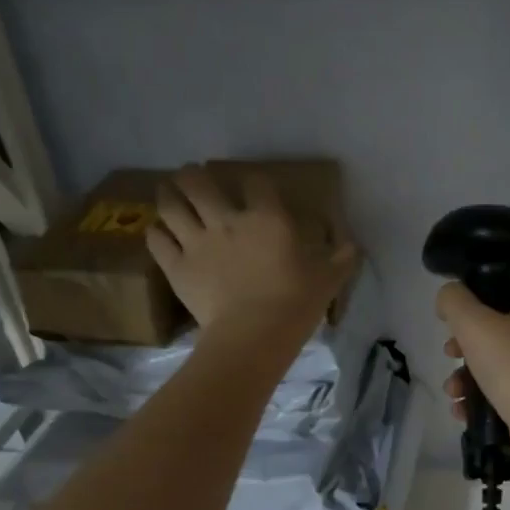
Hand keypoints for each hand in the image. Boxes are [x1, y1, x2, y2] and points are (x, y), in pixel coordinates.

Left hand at [148, 165, 355, 339]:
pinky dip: (156, 232)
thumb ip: (341, 259)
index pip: (256, 182)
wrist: (254, 335)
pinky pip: (157, 239)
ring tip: (168, 191)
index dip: (254, 181)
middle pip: (198, 182)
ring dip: (168, 194)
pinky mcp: (176, 266)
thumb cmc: (295, 303)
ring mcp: (196, 242)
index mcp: (267, 218)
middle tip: (193, 175)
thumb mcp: (328, 280)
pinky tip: (159, 231)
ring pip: (171, 205)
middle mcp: (227, 220)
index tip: (254, 186)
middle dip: (193, 175)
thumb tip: (354, 246)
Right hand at [436, 279, 509, 454]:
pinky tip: (461, 410)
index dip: (479, 295)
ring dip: (465, 376)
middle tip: (450, 352)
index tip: (457, 313)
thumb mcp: (473, 322)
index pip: (508, 287)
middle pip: (494, 328)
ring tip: (453, 391)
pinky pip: (499, 392)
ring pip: (493, 363)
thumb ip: (453, 301)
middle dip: (463, 344)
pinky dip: (478, 399)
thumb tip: (448, 298)